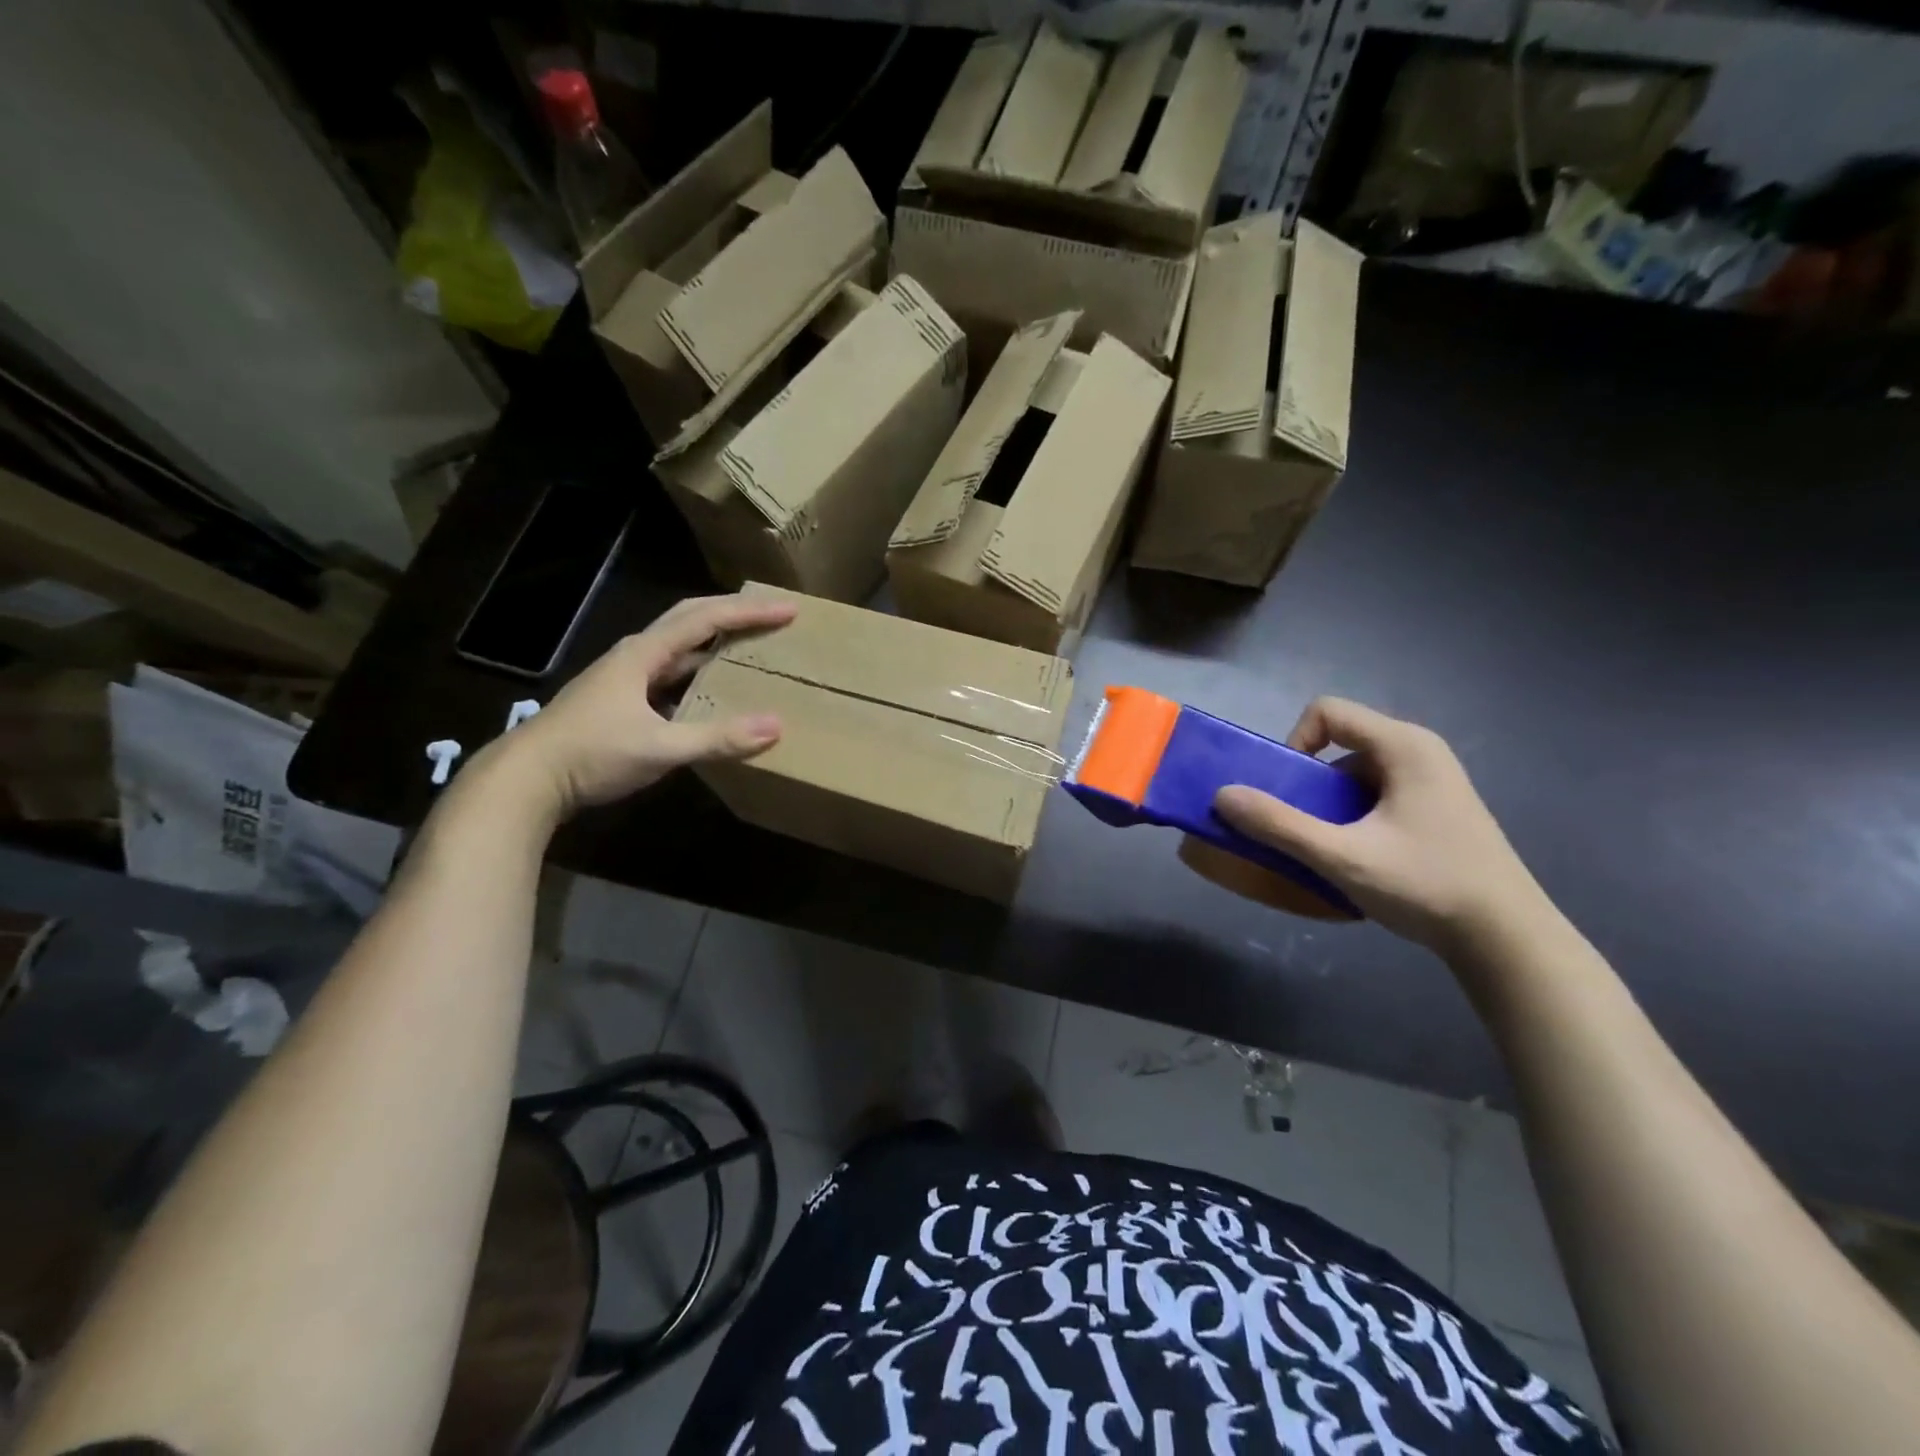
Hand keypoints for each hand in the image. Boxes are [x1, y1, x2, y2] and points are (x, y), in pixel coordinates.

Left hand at [487, 592, 796, 819]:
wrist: (526, 780)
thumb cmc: (591, 754)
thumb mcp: (660, 747)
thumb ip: (717, 738)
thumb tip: (775, 727)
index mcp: (644, 654)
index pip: (706, 619)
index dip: (748, 612)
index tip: (787, 610)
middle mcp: (635, 656)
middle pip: (690, 620)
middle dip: (733, 613)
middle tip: (772, 615)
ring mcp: (625, 678)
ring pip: (679, 647)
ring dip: (715, 641)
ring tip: (750, 645)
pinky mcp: (621, 701)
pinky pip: (671, 674)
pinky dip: (699, 673)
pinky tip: (714, 692)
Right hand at [1214, 697, 1548, 954]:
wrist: (1507, 940)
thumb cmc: (1426, 886)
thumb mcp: (1343, 857)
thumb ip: (1279, 825)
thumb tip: (1222, 796)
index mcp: (1403, 746)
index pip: (1327, 712)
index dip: (1294, 742)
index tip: (1290, 790)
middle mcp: (1419, 751)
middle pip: (1340, 742)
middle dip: (1309, 782)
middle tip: (1302, 826)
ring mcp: (1432, 781)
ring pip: (1356, 773)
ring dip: (1329, 804)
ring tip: (1330, 848)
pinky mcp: (1436, 809)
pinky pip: (1376, 794)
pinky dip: (1353, 816)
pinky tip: (1360, 858)